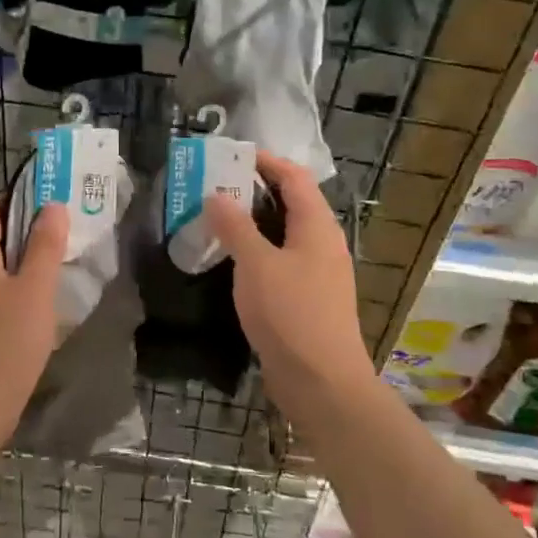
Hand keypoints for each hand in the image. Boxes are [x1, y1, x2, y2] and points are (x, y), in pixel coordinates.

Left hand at [0, 201, 67, 444]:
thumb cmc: (6, 344)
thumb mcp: (35, 291)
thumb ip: (45, 246)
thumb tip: (52, 206)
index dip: (21, 202)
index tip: (56, 209)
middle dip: (28, 232)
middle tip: (66, 237)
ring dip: (25, 262)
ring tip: (60, 267)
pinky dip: (17, 287)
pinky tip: (41, 303)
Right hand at [205, 151, 376, 415]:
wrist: (322, 381)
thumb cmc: (291, 313)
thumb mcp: (256, 264)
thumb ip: (235, 227)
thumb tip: (216, 195)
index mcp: (317, 226)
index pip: (293, 177)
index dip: (266, 162)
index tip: (231, 155)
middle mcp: (322, 243)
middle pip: (290, 203)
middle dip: (254, 191)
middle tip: (214, 186)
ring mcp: (318, 273)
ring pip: (284, 235)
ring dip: (253, 223)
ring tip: (216, 219)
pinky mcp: (307, 299)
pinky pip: (281, 261)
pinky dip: (257, 252)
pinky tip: (232, 261)